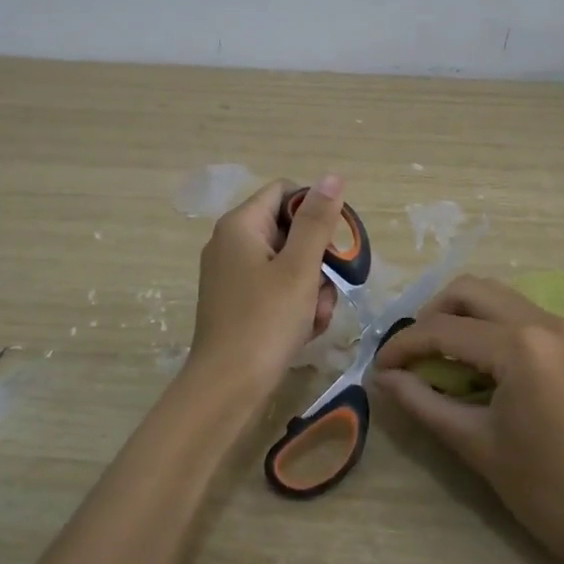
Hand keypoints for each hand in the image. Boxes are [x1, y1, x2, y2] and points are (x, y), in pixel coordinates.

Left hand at [186, 175, 342, 400]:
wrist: (227, 387)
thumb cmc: (265, 321)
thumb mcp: (299, 268)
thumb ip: (317, 221)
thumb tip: (331, 176)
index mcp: (240, 225)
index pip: (286, 193)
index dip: (316, 211)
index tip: (336, 243)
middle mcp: (231, 243)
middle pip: (289, 230)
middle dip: (317, 259)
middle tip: (329, 288)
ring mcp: (231, 275)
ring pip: (287, 264)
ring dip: (311, 288)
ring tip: (316, 316)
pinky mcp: (236, 303)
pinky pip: (275, 289)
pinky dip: (295, 305)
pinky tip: (305, 329)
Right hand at [373, 275, 563, 563]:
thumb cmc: (544, 490)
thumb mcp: (474, 443)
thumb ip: (423, 402)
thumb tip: (383, 378)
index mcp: (520, 346)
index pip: (444, 330)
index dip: (403, 346)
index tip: (377, 368)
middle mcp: (544, 321)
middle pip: (470, 291)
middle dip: (431, 316)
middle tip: (410, 355)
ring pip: (496, 296)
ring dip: (460, 316)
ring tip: (436, 356)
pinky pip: (519, 314)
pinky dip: (488, 326)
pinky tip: (472, 361)